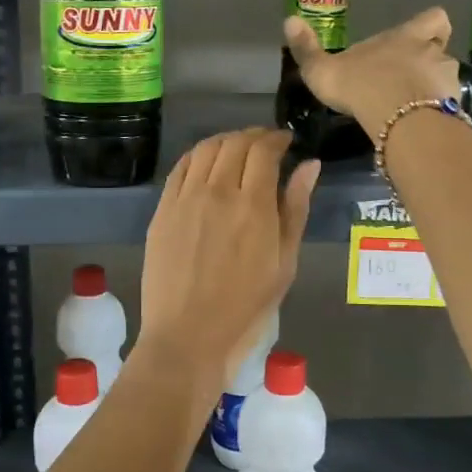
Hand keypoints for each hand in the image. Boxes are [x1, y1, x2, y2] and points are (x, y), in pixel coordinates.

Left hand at [138, 129, 317, 417]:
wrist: (188, 334)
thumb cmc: (246, 306)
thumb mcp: (284, 261)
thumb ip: (296, 208)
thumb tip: (309, 164)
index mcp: (253, 205)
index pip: (263, 150)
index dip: (276, 138)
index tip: (286, 142)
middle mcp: (217, 191)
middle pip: (234, 143)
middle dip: (254, 137)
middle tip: (266, 145)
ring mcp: (184, 198)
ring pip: (206, 149)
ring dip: (226, 141)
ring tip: (238, 150)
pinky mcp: (162, 209)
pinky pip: (181, 168)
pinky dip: (198, 156)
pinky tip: (207, 164)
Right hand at [284, 8, 460, 135]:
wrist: (397, 118)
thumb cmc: (360, 85)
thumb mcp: (323, 69)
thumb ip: (307, 49)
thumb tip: (289, 19)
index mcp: (406, 37)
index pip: (434, 19)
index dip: (430, 26)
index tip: (421, 37)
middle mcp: (432, 53)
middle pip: (443, 51)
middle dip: (430, 65)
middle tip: (410, 82)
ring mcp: (446, 81)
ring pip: (447, 81)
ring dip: (435, 93)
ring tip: (415, 111)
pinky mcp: (453, 109)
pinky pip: (449, 109)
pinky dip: (438, 117)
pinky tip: (421, 128)